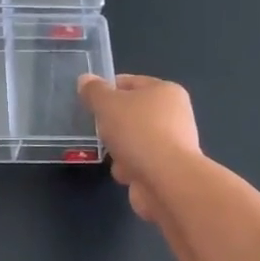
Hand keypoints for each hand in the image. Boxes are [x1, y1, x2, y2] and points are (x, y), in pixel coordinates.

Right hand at [77, 73, 200, 221]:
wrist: (166, 181)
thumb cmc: (138, 132)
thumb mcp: (107, 104)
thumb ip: (94, 91)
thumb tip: (85, 80)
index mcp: (166, 91)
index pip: (130, 82)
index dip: (107, 89)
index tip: (89, 101)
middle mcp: (174, 114)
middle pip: (132, 113)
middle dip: (112, 123)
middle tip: (98, 128)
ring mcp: (173, 144)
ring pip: (134, 139)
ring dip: (119, 148)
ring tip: (110, 153)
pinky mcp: (168, 170)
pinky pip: (139, 162)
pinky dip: (129, 167)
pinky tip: (124, 173)